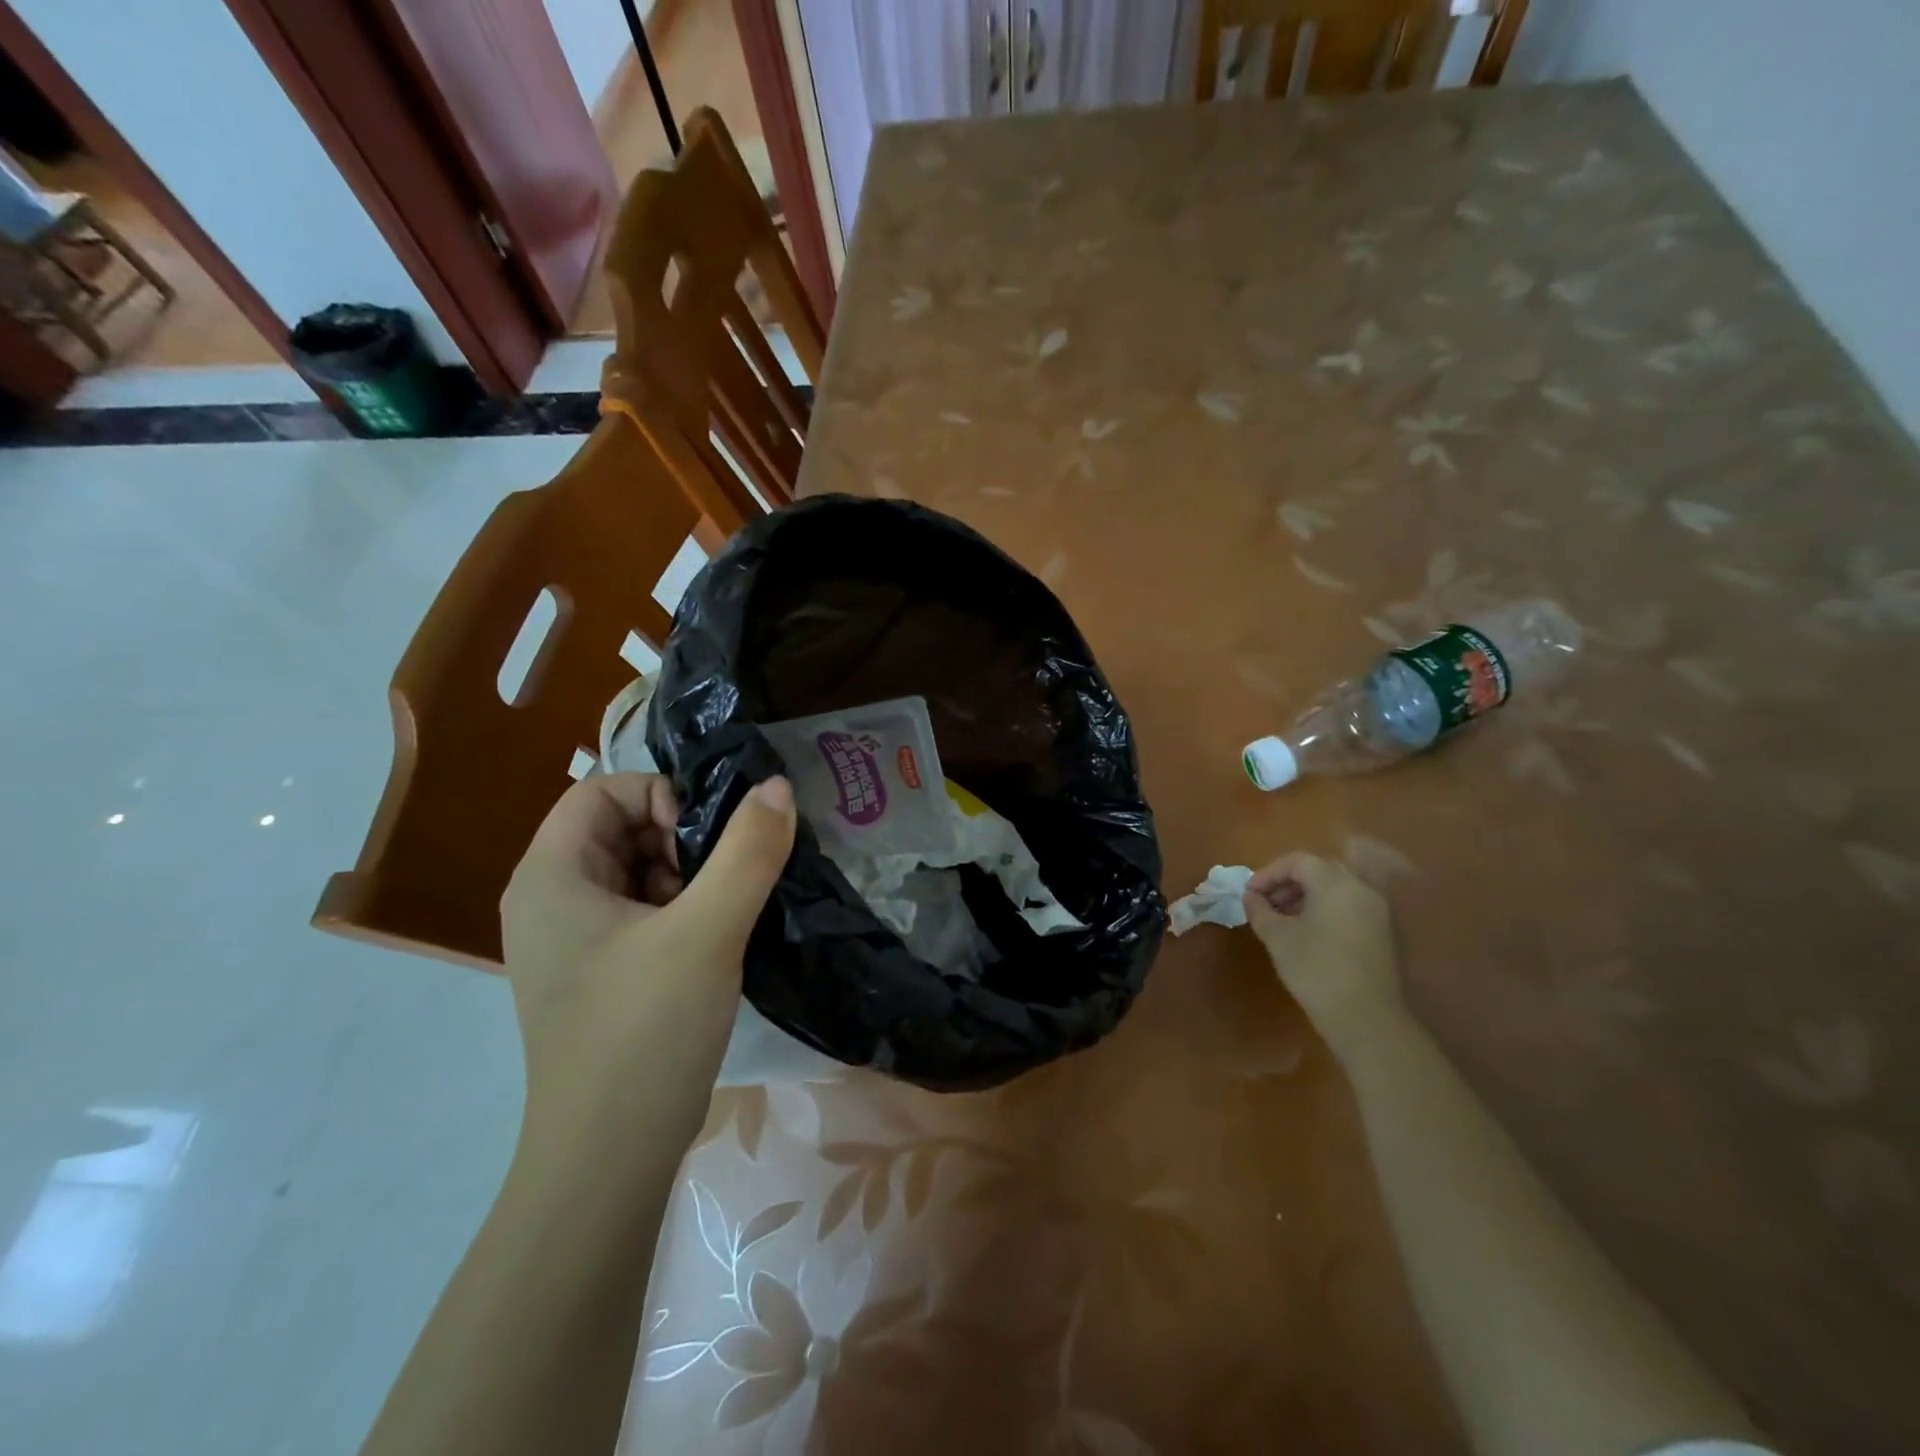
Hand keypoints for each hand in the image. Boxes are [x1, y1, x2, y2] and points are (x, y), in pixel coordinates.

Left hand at [501, 773, 796, 1151]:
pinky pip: (642, 913)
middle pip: (620, 828)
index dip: (659, 796)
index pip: (602, 791)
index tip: (705, 840)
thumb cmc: (645, 1033)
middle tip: (724, 878)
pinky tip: (716, 940)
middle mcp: (550, 901)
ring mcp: (572, 943)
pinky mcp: (599, 975)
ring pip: (637, 871)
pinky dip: (683, 910)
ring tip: (724, 913)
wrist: (609, 1162)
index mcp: (550, 877)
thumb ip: (748, 850)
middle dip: (680, 839)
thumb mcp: (707, 931)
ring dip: (688, 876)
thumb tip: (777, 786)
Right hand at [1243, 851, 1402, 1060]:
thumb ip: (1260, 910)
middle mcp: (1360, 888)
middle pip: (1319, 870)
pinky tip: (1307, 933)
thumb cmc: (1316, 969)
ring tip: (1282, 920)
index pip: (1297, 861)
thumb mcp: (1278, 937)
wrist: (1366, 1018)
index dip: (1268, 873)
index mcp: (1335, 882)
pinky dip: (1324, 909)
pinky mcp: (1382, 933)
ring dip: (1305, 896)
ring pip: (1335, 888)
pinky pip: (1348, 906)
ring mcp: (1376, 911)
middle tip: (1265, 904)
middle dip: (1287, 882)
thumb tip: (1251, 897)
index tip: (1249, 894)